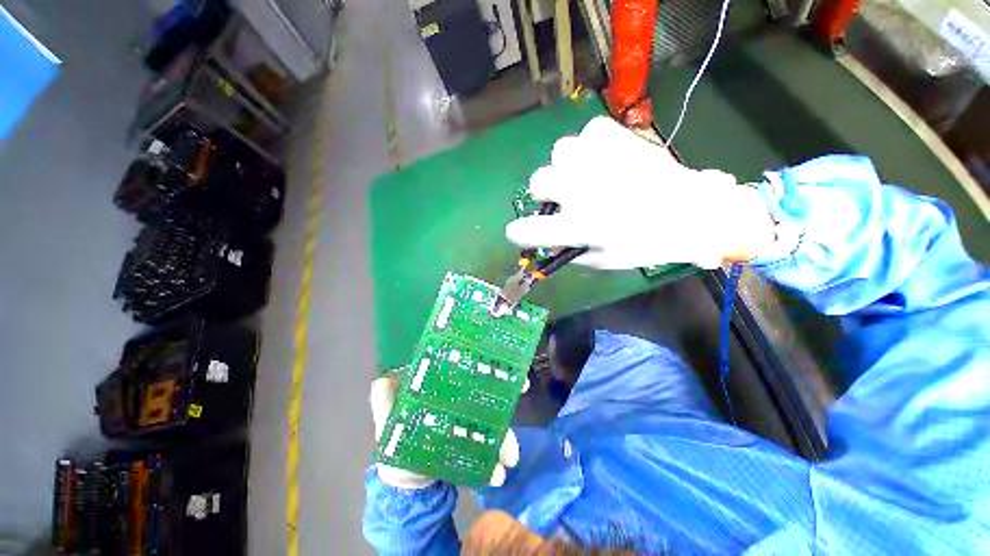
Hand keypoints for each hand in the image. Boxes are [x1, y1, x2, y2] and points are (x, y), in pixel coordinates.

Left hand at [370, 376, 520, 489]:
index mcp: (444, 390)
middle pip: (487, 392)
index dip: (482, 362)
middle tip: (522, 388)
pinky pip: (489, 451)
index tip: (496, 356)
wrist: (406, 484)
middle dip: (506, 389)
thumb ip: (385, 403)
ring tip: (510, 455)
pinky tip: (498, 472)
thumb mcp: (388, 422)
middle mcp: (461, 403)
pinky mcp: (474, 448)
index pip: (467, 370)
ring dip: (505, 434)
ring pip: (493, 423)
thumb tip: (382, 381)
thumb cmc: (397, 444)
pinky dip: (495, 461)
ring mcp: (470, 425)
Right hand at [505, 117, 775, 269]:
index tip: (521, 232)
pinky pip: (588, 133)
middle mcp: (582, 190)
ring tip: (585, 174)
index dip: (519, 232)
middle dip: (546, 193)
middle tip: (563, 197)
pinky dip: (591, 146)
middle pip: (538, 182)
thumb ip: (571, 252)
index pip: (528, 230)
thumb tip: (551, 242)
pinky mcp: (618, 137)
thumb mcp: (605, 260)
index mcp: (579, 226)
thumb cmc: (648, 244)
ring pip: (559, 152)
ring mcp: (599, 159)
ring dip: (567, 167)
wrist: (694, 212)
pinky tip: (603, 158)